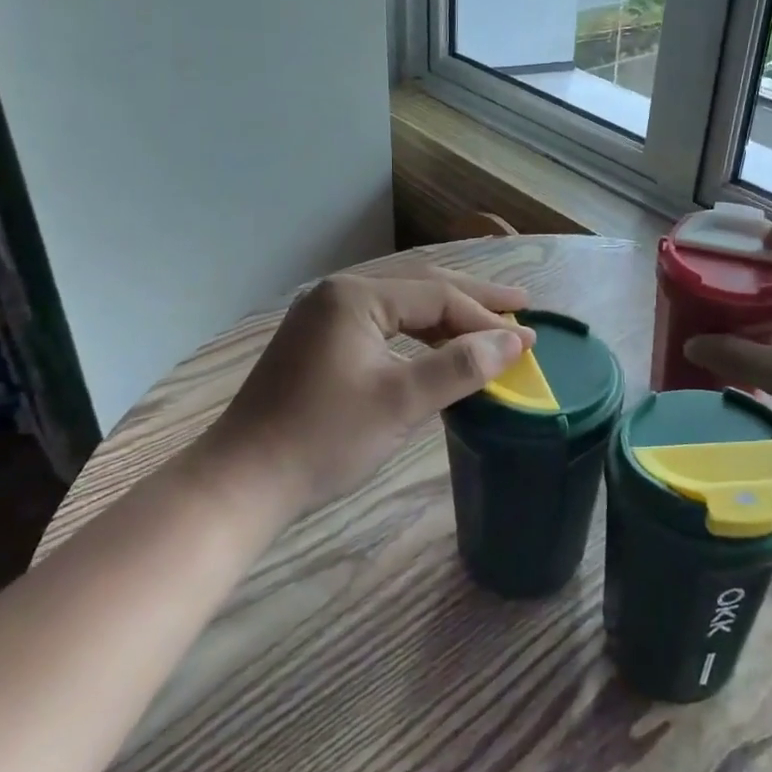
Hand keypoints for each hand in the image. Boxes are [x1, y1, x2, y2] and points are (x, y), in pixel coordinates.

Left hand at [188, 266, 533, 523]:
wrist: (243, 482)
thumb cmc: (324, 437)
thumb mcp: (401, 400)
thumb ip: (461, 366)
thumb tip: (515, 342)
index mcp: (356, 296)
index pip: (437, 296)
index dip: (486, 317)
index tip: (528, 338)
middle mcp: (339, 294)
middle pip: (420, 288)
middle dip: (472, 299)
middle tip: (520, 304)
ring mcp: (324, 318)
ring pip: (401, 308)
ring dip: (446, 317)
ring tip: (488, 325)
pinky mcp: (319, 344)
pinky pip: (382, 326)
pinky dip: (418, 336)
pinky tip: (438, 348)